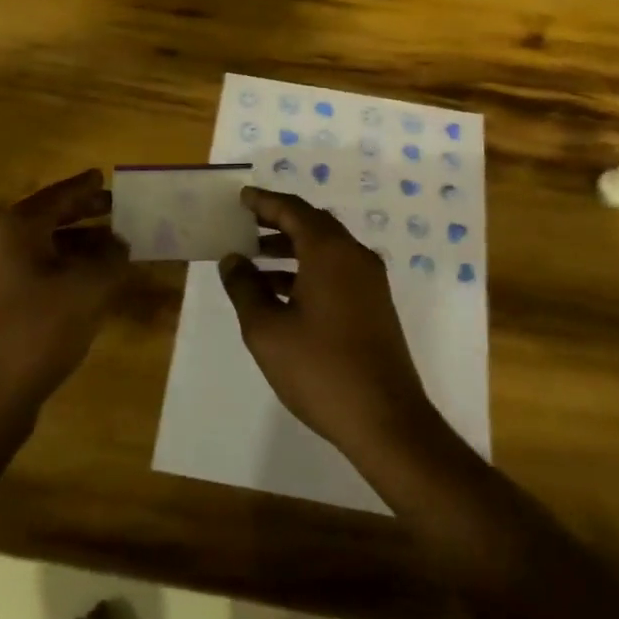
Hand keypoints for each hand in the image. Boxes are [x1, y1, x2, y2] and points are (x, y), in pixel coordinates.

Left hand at [0, 170, 131, 413]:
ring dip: (80, 244)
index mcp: (18, 228)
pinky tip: (92, 282)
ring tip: (115, 246)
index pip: (58, 195)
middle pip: (49, 218)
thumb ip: (111, 259)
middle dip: (85, 213)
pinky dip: (67, 268)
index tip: (105, 176)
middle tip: (117, 209)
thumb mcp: (88, 289)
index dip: (85, 186)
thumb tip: (121, 244)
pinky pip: (40, 271)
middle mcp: (2, 244)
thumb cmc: (38, 330)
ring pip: (46, 247)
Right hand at [219, 187, 437, 459]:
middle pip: (312, 224)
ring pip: (325, 249)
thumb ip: (245, 288)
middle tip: (243, 225)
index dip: (264, 202)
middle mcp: (354, 256)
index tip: (240, 198)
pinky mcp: (374, 306)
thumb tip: (232, 259)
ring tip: (253, 260)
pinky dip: (307, 270)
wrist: (386, 421)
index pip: (293, 209)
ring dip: (290, 249)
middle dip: (276, 222)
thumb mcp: (267, 329)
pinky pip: (336, 271)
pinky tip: (281, 293)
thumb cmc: (320, 369)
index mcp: (330, 251)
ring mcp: (369, 282)